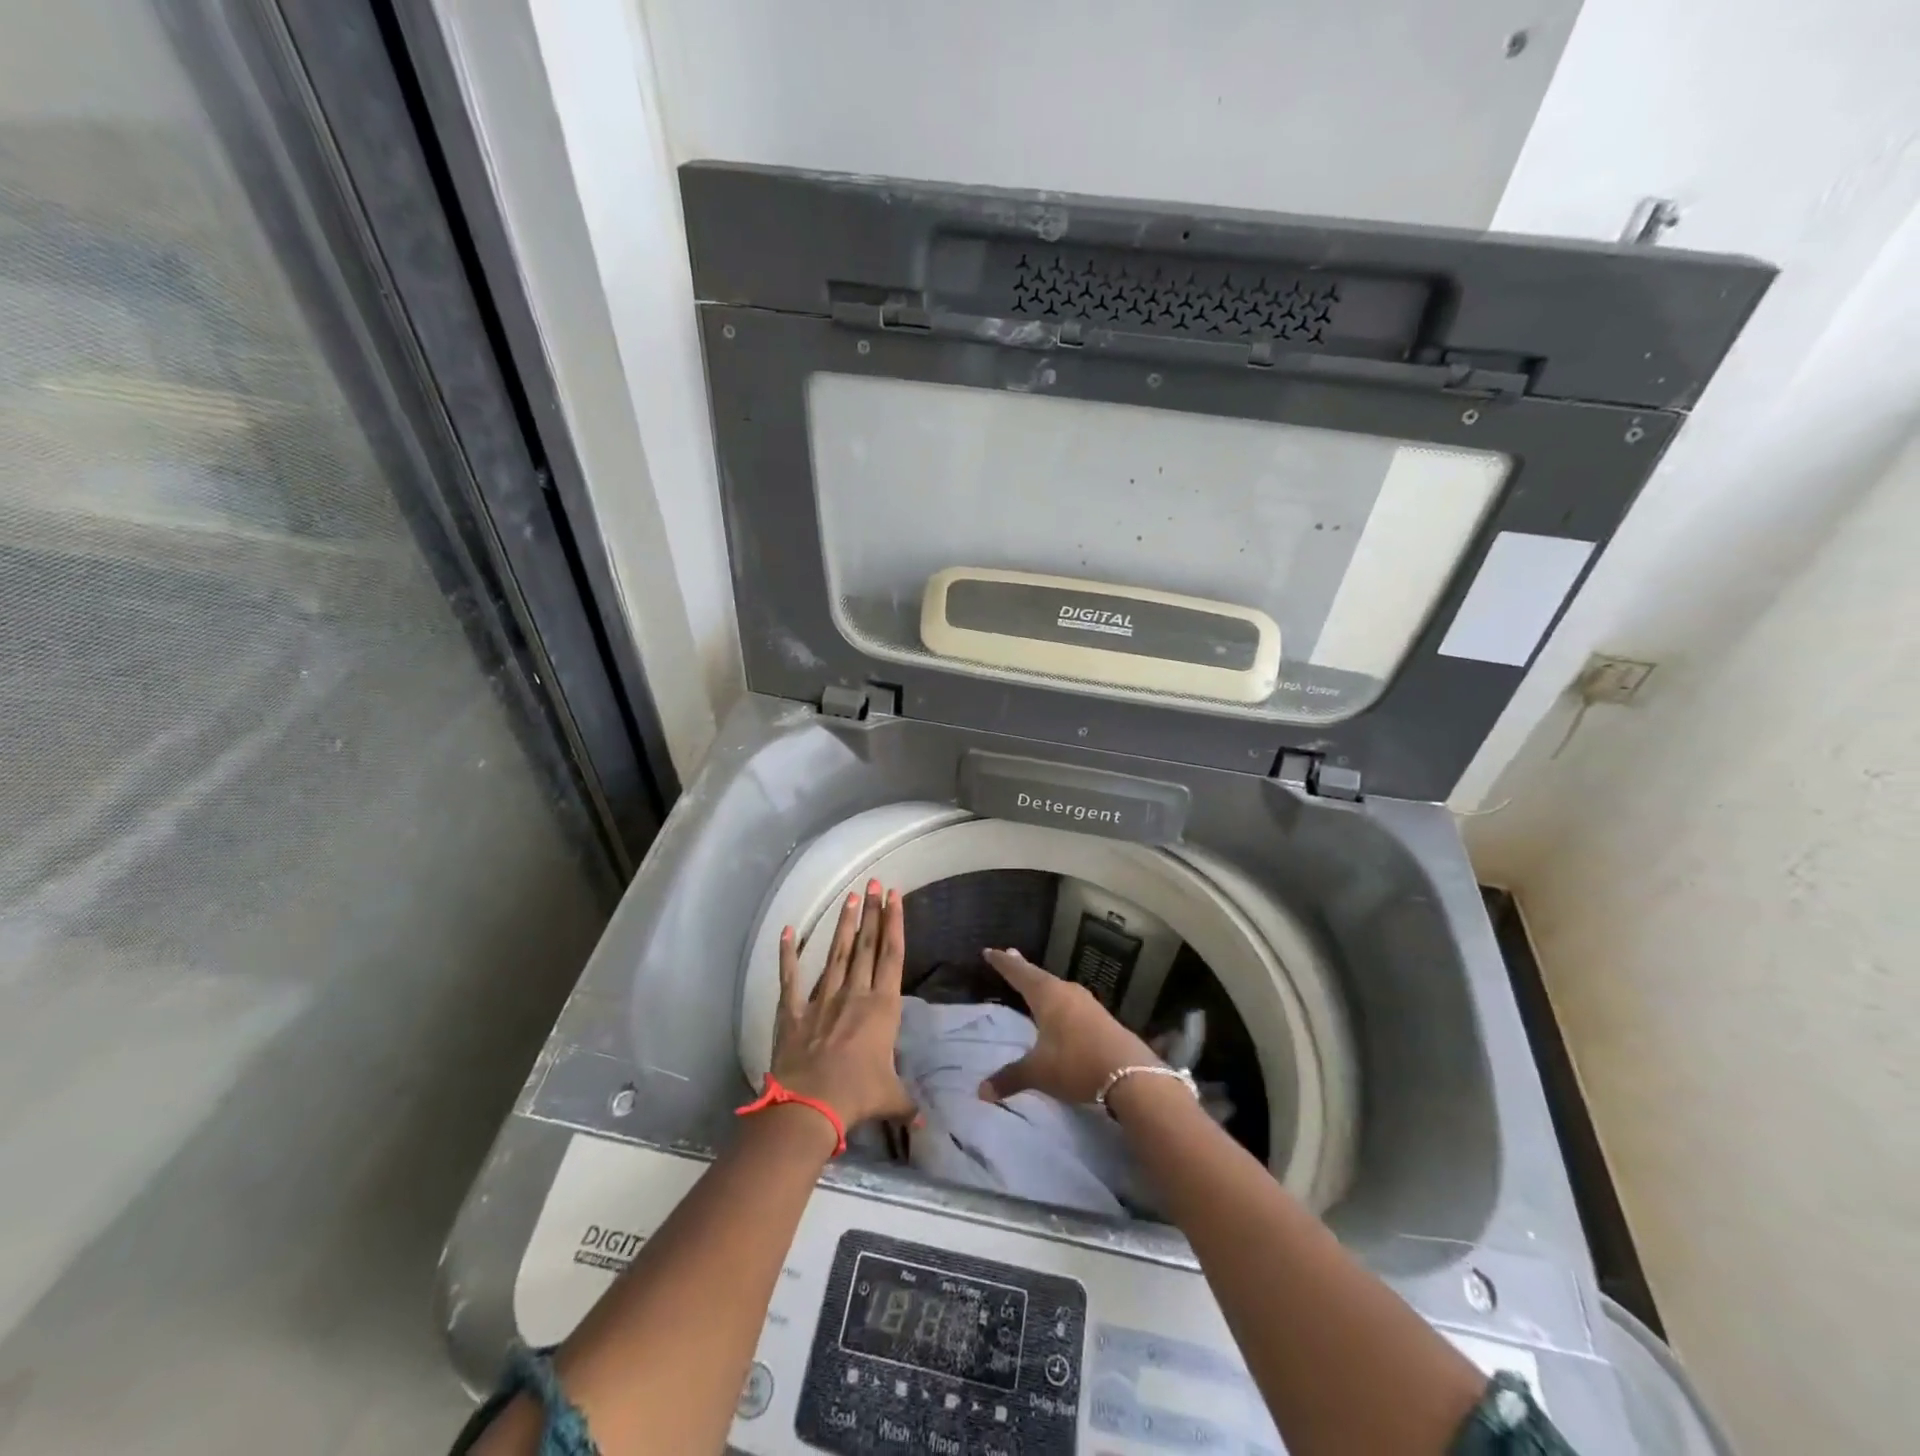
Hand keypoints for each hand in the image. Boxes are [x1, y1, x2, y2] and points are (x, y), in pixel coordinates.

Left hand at [770, 881, 916, 1129]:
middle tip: (874, 883)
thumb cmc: (858, 1095)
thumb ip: (908, 1105)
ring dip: (843, 925)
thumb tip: (925, 1124)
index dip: (894, 923)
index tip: (895, 896)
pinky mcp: (794, 1012)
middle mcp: (854, 994)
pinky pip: (790, 978)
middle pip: (866, 946)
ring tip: (850, 897)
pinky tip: (786, 932)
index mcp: (882, 1007)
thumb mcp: (891, 1099)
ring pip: (836, 953)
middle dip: (872, 913)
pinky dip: (787, 955)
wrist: (811, 1104)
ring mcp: (822, 999)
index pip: (892, 956)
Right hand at [977, 948, 1159, 1104]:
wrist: (1130, 1073)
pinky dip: (1058, 998)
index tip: (989, 950)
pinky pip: (1071, 1000)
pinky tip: (1060, 1007)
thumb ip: (1010, 1078)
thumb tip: (981, 1092)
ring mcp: (1086, 1002)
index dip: (1003, 963)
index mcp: (1047, 996)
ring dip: (1042, 983)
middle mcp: (1066, 991)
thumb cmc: (1076, 1064)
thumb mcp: (1039, 1073)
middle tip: (1010, 955)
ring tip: (1033, 981)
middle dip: (1022, 968)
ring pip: (1057, 987)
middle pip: (1039, 975)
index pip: (1019, 973)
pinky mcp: (1101, 1016)